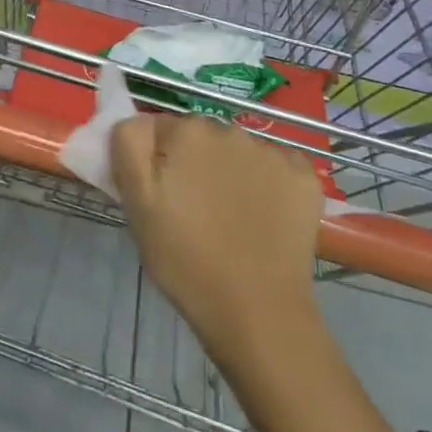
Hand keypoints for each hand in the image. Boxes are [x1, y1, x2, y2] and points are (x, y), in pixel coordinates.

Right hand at [111, 114, 324, 363]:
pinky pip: (274, 166)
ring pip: (236, 151)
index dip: (155, 161)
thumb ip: (128, 144)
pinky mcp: (303, 176)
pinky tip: (262, 215)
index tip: (160, 195)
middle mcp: (230, 128)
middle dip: (192, 162)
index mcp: (186, 131)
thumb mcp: (136, 202)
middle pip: (199, 137)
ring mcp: (272, 151)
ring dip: (228, 171)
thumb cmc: (185, 258)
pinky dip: (266, 183)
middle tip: (190, 209)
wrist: (257, 311)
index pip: (158, 130)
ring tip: (228, 217)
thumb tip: (136, 119)